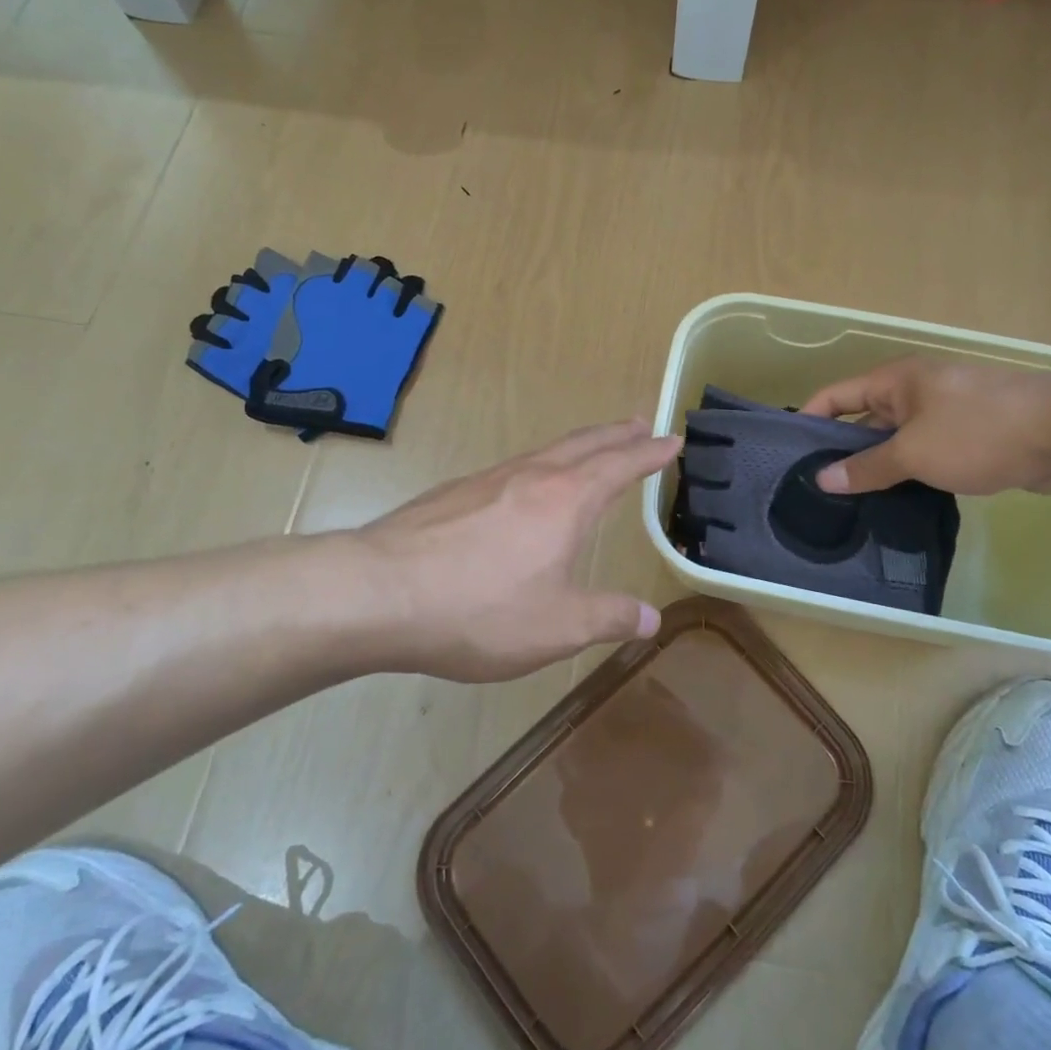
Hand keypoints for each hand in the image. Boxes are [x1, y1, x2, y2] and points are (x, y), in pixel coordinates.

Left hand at [352, 419, 681, 681]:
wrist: (378, 593)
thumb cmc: (479, 610)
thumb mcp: (558, 627)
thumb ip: (609, 618)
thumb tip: (651, 618)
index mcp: (566, 500)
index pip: (620, 466)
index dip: (649, 453)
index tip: (672, 439)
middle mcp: (530, 477)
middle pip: (583, 444)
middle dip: (616, 434)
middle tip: (639, 422)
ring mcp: (486, 480)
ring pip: (544, 452)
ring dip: (577, 446)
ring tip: (590, 450)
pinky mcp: (453, 494)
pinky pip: (511, 469)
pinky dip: (538, 466)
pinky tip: (524, 488)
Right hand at [800, 359, 1050, 495]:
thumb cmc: (980, 432)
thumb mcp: (913, 452)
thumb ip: (866, 467)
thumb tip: (822, 479)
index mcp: (895, 382)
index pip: (836, 397)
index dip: (810, 421)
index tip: (789, 456)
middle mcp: (916, 393)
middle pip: (864, 421)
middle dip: (842, 453)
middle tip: (817, 491)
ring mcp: (945, 416)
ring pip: (897, 443)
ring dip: (878, 469)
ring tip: (850, 506)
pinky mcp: (971, 440)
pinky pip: (926, 456)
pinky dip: (910, 476)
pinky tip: (896, 505)